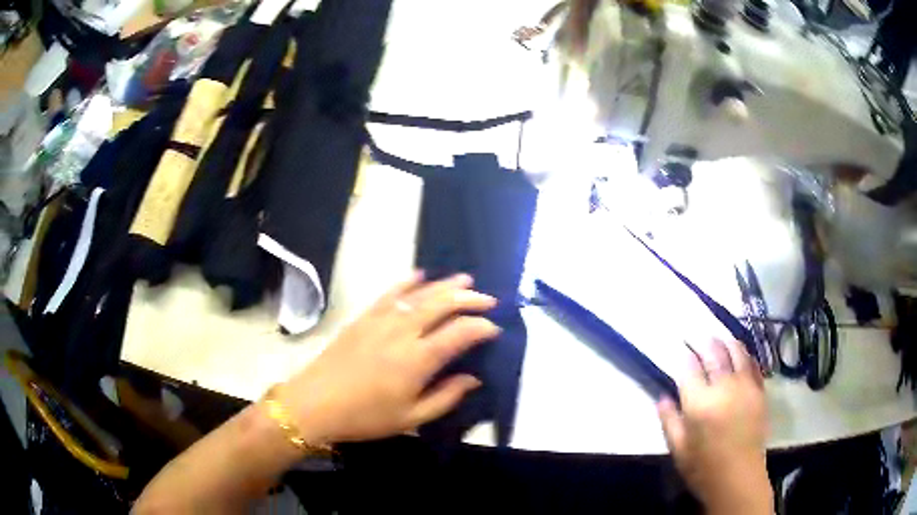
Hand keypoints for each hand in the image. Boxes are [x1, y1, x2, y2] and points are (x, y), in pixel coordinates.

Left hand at [277, 273, 498, 443]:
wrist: (315, 403)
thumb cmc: (366, 417)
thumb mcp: (411, 417)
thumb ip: (446, 396)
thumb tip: (473, 378)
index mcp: (418, 359)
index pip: (460, 333)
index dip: (482, 327)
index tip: (494, 329)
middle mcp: (403, 331)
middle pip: (443, 304)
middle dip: (469, 299)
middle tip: (488, 300)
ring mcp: (381, 320)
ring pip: (420, 293)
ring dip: (445, 285)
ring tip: (465, 280)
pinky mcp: (364, 317)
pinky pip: (390, 292)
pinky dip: (408, 282)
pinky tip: (420, 275)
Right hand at [657, 340, 772, 513]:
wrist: (738, 478)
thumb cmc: (703, 468)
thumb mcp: (678, 449)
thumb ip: (669, 421)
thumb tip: (662, 397)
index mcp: (699, 403)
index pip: (689, 368)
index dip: (683, 355)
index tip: (679, 347)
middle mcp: (724, 388)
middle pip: (713, 354)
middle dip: (703, 341)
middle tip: (697, 334)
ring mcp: (745, 387)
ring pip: (736, 352)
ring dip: (726, 341)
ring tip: (719, 337)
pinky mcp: (760, 392)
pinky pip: (753, 365)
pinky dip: (746, 355)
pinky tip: (741, 353)